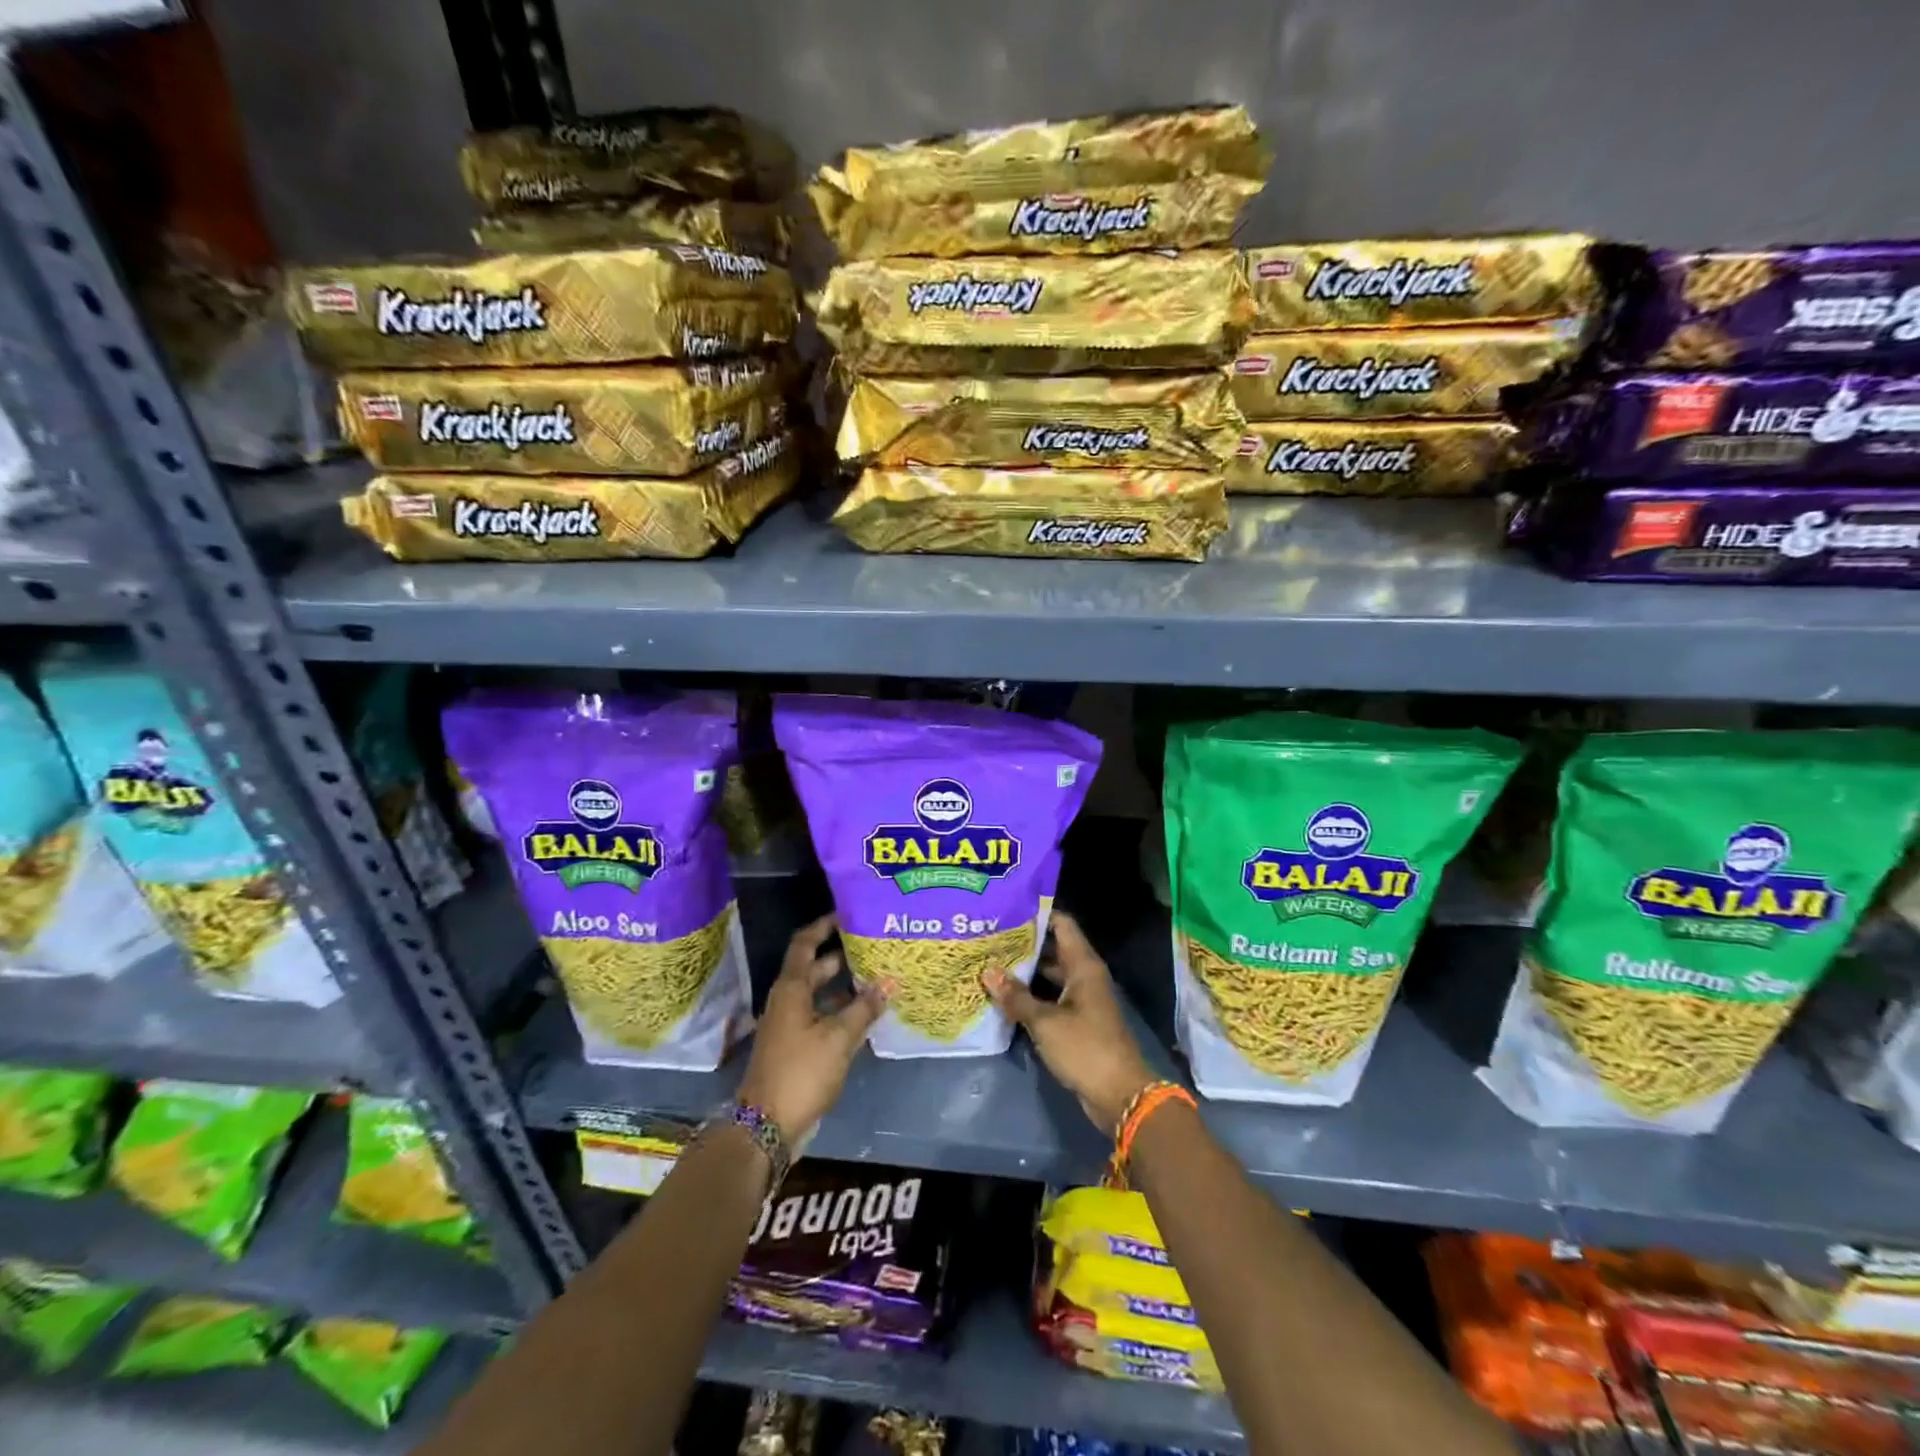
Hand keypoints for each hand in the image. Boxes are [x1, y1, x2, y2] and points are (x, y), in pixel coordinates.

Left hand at [738, 914, 887, 1144]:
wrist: (766, 1126)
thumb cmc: (800, 1072)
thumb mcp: (838, 1038)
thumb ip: (865, 1008)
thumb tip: (890, 981)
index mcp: (791, 989)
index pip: (805, 943)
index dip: (824, 926)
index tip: (847, 914)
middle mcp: (787, 1000)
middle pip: (814, 967)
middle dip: (842, 955)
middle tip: (874, 946)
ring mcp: (790, 1024)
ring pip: (819, 994)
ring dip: (844, 986)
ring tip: (877, 977)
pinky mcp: (796, 1046)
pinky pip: (820, 1016)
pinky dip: (841, 1010)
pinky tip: (866, 1014)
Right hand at [984, 911, 1157, 1134]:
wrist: (1120, 1096)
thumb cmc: (1085, 1048)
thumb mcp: (1046, 1022)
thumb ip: (1016, 997)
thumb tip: (988, 972)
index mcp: (1083, 966)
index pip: (1062, 924)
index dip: (1037, 914)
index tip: (1007, 908)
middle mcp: (1084, 976)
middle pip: (1053, 948)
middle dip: (1024, 944)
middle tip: (990, 937)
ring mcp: (1082, 999)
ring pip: (1050, 975)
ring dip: (1026, 971)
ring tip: (991, 963)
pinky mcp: (1077, 1021)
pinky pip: (1051, 998)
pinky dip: (1032, 995)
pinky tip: (1006, 996)